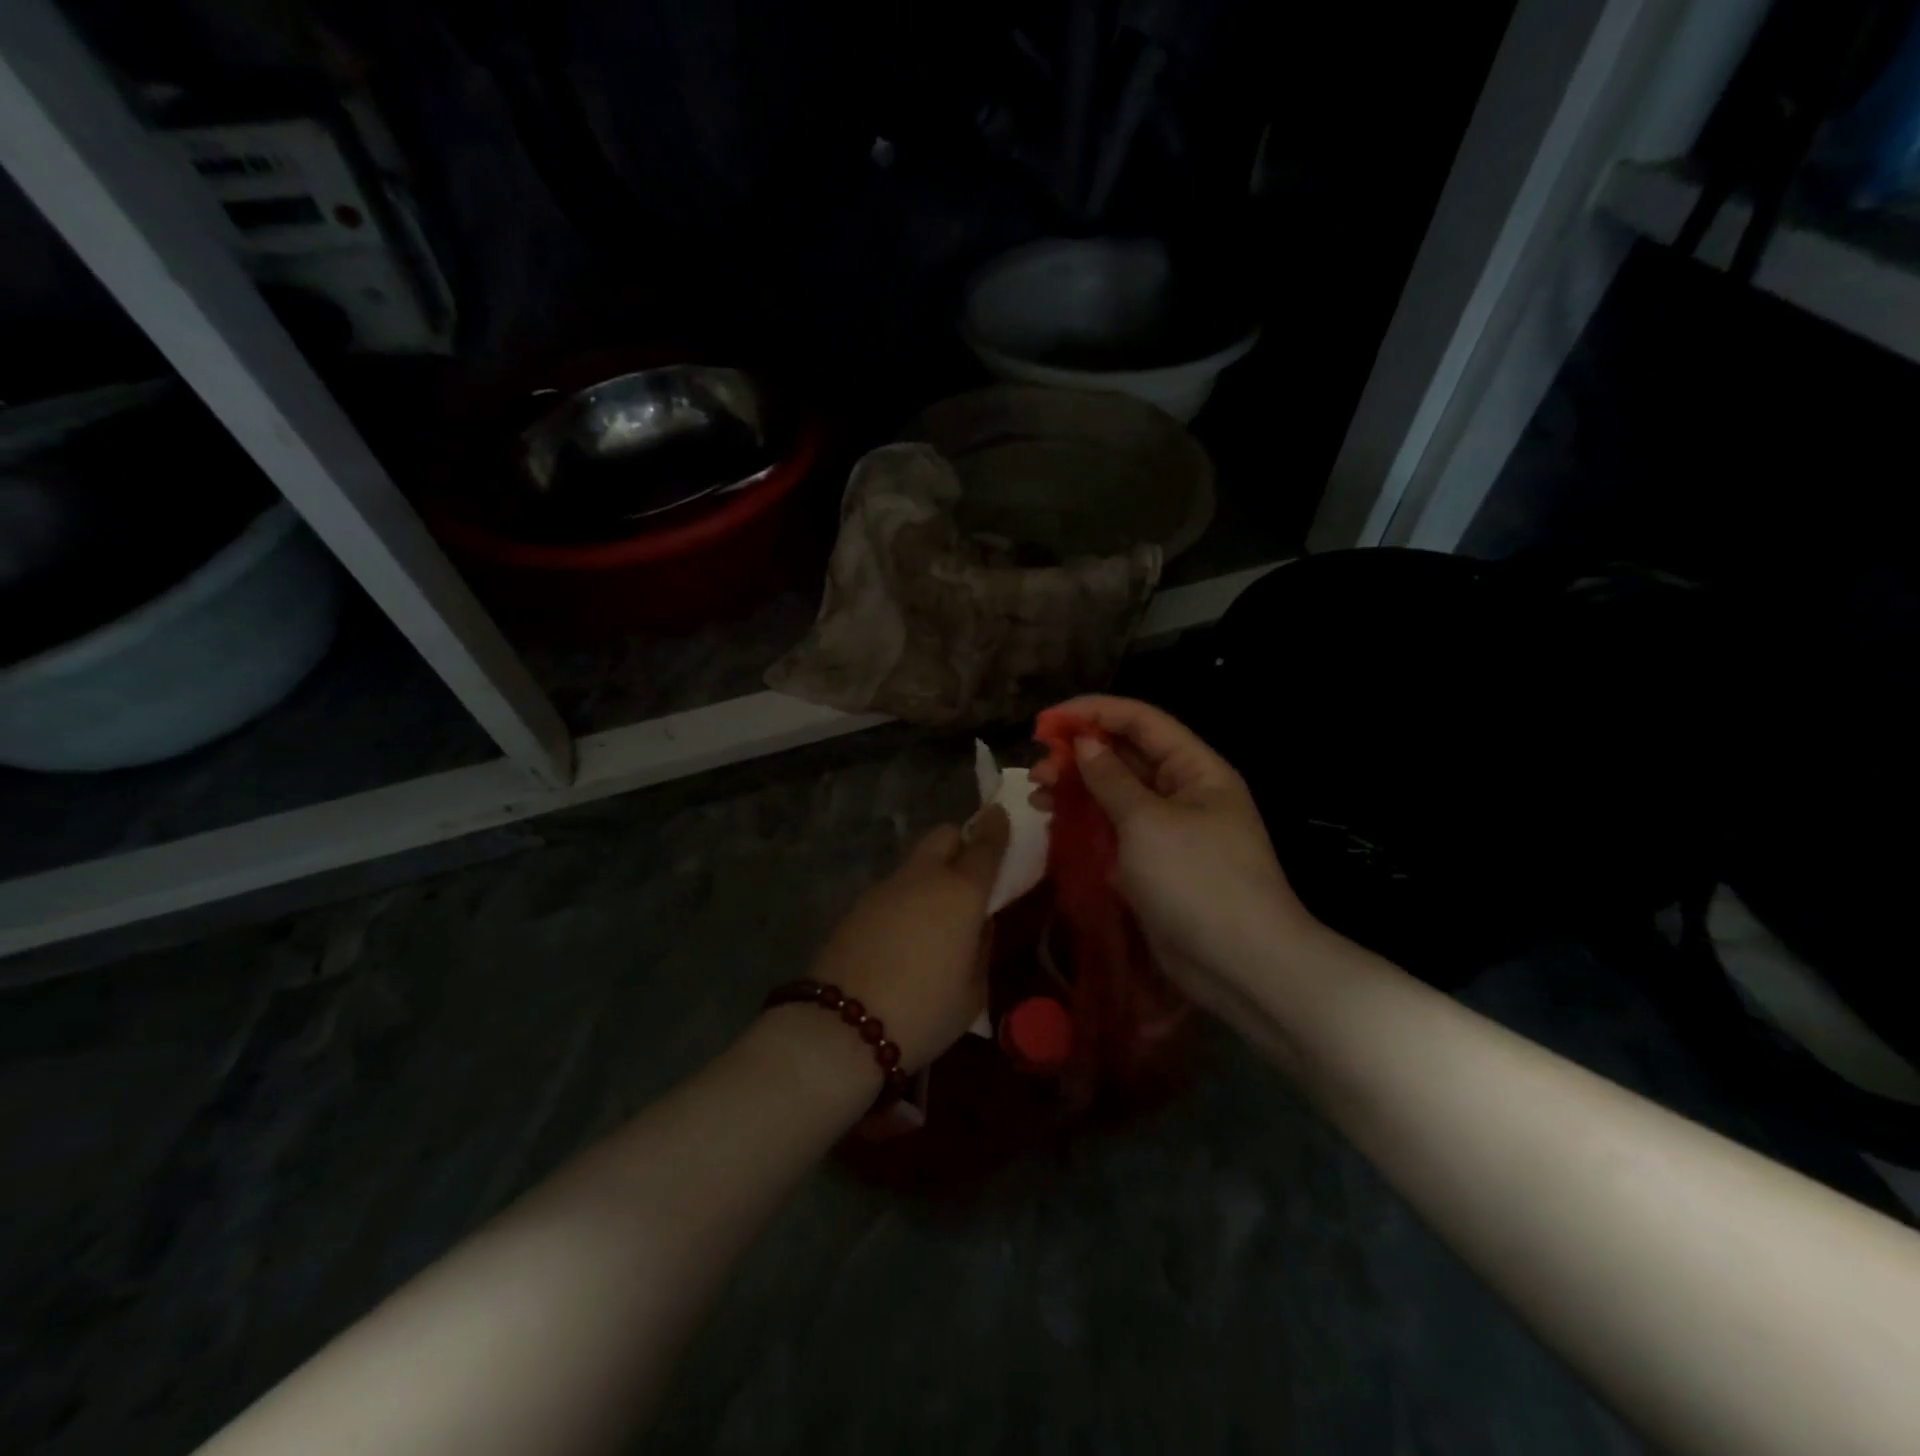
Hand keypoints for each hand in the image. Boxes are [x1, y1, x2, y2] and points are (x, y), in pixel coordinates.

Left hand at [803, 805, 1010, 1070]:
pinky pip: (894, 889)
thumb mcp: (973, 993)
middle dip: (960, 842)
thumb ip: (981, 949)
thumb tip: (978, 926)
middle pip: (944, 835)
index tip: (1001, 817)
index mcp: (961, 893)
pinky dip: (906, 899)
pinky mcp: (858, 906)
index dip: (996, 829)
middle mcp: (924, 878)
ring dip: (932, 875)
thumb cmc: (923, 1012)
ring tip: (936, 918)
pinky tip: (904, 937)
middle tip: (970, 873)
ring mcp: (886, 888)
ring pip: (916, 863)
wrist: (842, 1027)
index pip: (985, 846)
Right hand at [1029, 696, 1316, 1028]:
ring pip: (1116, 795)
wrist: (1240, 965)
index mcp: (1196, 769)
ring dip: (1077, 790)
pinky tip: (1055, 826)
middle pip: (1126, 756)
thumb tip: (1085, 743)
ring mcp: (1169, 831)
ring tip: (1038, 798)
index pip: (1141, 721)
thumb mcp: (1148, 822)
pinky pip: (1115, 832)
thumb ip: (1111, 779)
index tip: (1047, 722)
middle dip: (1079, 756)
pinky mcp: (1154, 865)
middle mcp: (1184, 792)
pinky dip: (1086, 825)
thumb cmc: (1197, 880)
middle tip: (1036, 771)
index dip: (1093, 712)